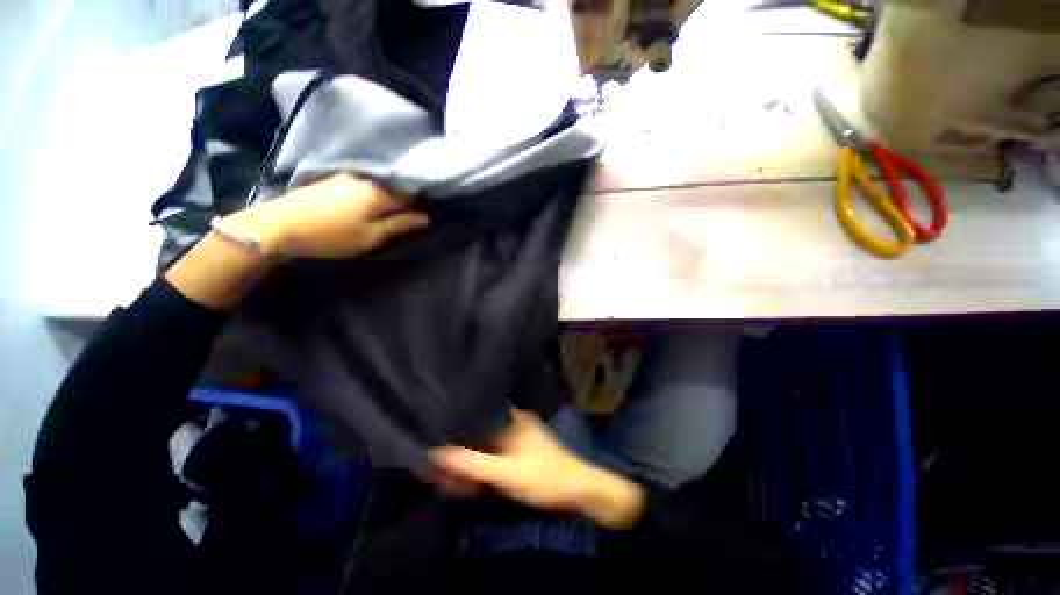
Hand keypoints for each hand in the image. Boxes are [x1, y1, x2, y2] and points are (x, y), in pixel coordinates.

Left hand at [223, 173, 428, 259]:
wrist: (276, 226)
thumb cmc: (331, 235)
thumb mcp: (371, 236)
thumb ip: (400, 225)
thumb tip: (425, 218)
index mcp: (378, 192)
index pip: (410, 192)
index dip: (419, 202)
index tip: (423, 213)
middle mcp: (364, 178)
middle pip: (393, 186)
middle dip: (403, 199)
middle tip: (406, 216)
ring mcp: (344, 176)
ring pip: (376, 184)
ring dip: (385, 195)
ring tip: (386, 212)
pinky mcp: (329, 180)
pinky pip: (360, 184)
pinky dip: (368, 193)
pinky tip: (364, 204)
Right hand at [432, 410, 644, 529]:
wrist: (579, 492)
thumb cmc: (544, 477)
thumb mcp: (506, 473)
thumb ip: (472, 463)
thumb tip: (436, 452)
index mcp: (510, 418)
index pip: (473, 416)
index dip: (451, 430)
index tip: (434, 447)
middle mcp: (510, 422)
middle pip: (474, 434)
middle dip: (457, 455)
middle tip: (440, 477)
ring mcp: (513, 439)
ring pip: (481, 447)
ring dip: (467, 466)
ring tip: (451, 485)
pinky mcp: (516, 454)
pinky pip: (490, 457)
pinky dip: (479, 470)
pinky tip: (469, 486)